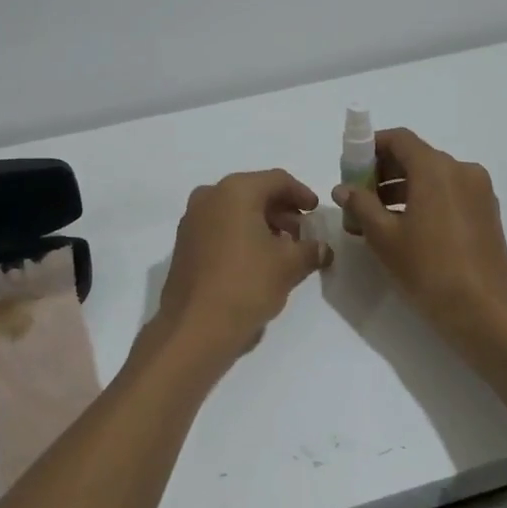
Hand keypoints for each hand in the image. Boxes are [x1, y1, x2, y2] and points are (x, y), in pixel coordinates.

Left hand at [154, 170, 330, 355]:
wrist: (194, 327)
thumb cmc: (246, 285)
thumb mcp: (288, 266)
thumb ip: (310, 250)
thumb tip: (322, 248)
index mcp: (235, 191)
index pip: (277, 180)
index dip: (302, 194)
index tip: (316, 212)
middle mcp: (209, 196)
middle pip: (254, 193)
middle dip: (281, 211)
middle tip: (302, 233)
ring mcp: (192, 219)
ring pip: (235, 211)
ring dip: (261, 224)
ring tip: (283, 250)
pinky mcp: (184, 243)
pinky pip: (220, 227)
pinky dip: (241, 235)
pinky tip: (257, 260)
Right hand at [333, 128, 506, 342]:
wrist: (484, 311)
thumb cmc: (428, 268)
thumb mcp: (384, 236)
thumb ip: (360, 205)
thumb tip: (343, 188)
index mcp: (436, 168)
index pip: (399, 139)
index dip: (370, 148)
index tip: (350, 169)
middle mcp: (461, 170)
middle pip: (416, 157)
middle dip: (383, 172)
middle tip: (359, 198)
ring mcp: (479, 191)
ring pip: (433, 177)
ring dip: (402, 188)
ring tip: (377, 219)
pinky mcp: (487, 212)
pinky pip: (449, 193)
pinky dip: (425, 200)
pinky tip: (407, 229)